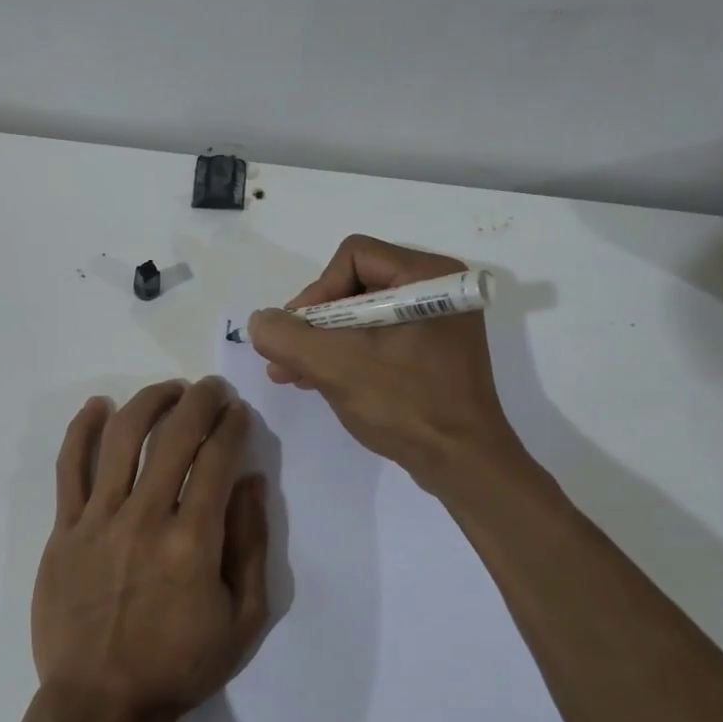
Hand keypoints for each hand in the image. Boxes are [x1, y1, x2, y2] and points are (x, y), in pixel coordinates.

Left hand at [32, 378, 269, 721]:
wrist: (101, 703)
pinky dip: (81, 429)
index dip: (232, 425)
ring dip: (149, 402)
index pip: (217, 459)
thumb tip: (251, 481)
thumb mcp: (242, 620)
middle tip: (211, 389)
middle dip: (200, 401)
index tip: (239, 412)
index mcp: (193, 541)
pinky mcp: (64, 529)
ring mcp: (98, 519)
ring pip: (122, 438)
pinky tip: (97, 406)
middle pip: (174, 436)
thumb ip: (252, 545)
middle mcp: (145, 517)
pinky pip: (69, 467)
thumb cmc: (179, 666)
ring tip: (169, 390)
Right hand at [246, 234, 538, 494]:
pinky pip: (377, 336)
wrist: (463, 464)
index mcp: (427, 277)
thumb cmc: (405, 405)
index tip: (299, 333)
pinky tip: (313, 378)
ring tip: (288, 371)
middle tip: (285, 355)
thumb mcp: (335, 366)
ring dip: (322, 341)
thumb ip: (287, 337)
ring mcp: (436, 321)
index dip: (317, 291)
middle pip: (354, 284)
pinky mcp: (431, 350)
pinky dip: (345, 353)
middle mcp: (436, 289)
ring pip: (361, 313)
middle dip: (313, 322)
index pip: (353, 257)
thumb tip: (259, 321)